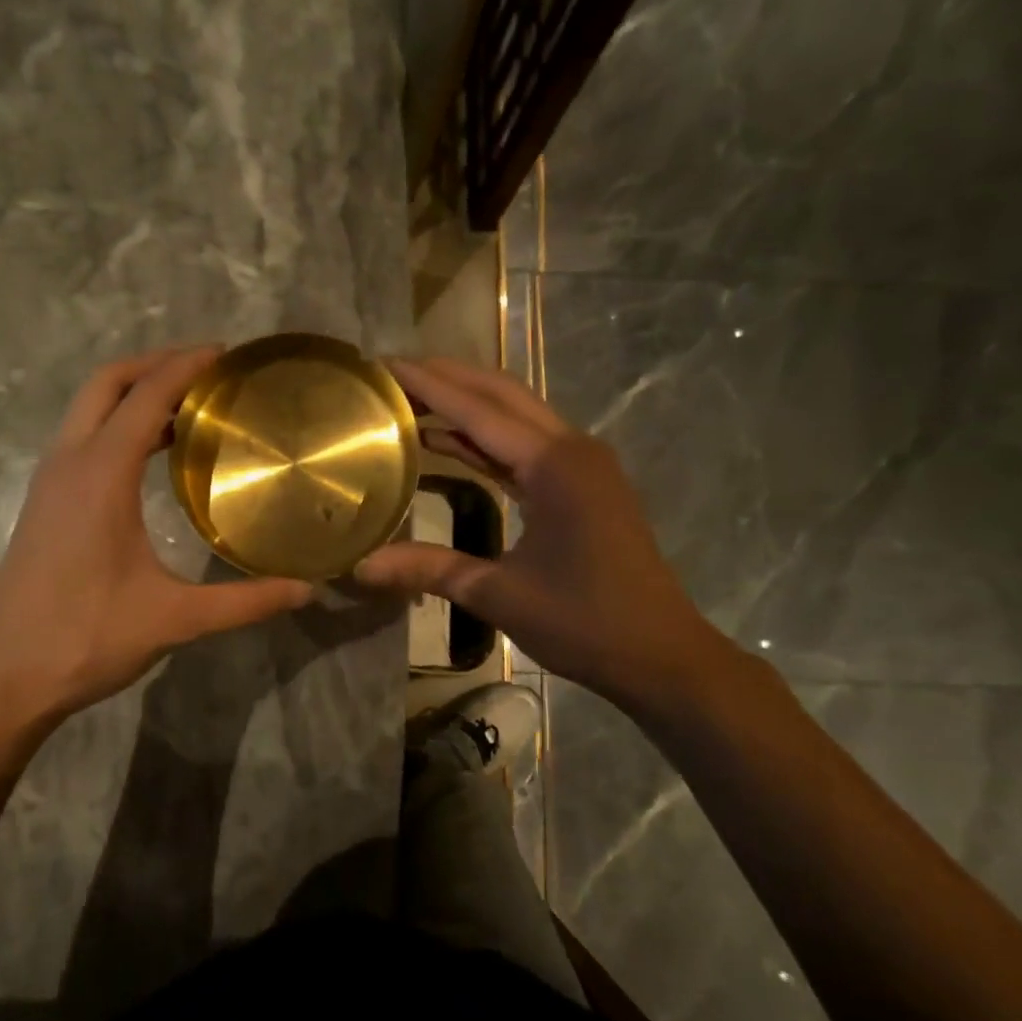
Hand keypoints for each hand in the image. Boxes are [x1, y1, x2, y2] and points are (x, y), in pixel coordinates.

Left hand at [0, 347, 312, 763]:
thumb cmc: (84, 636)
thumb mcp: (173, 619)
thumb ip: (245, 601)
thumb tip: (308, 591)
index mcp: (101, 472)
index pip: (146, 395)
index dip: (186, 366)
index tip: (226, 354)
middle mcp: (70, 461)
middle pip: (107, 382)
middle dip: (154, 363)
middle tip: (206, 369)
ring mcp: (50, 480)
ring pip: (88, 408)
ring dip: (133, 393)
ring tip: (188, 406)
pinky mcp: (44, 502)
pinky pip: (83, 436)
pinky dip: (117, 423)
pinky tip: (150, 456)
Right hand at [354, 357, 734, 713]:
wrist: (661, 656)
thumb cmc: (585, 623)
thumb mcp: (499, 595)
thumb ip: (430, 569)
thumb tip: (360, 566)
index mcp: (555, 465)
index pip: (478, 411)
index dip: (429, 385)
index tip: (385, 364)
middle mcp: (571, 449)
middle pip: (501, 395)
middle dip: (448, 377)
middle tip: (394, 372)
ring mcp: (580, 465)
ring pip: (515, 416)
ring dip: (466, 403)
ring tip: (411, 397)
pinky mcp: (580, 484)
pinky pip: (524, 446)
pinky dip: (485, 438)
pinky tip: (447, 440)